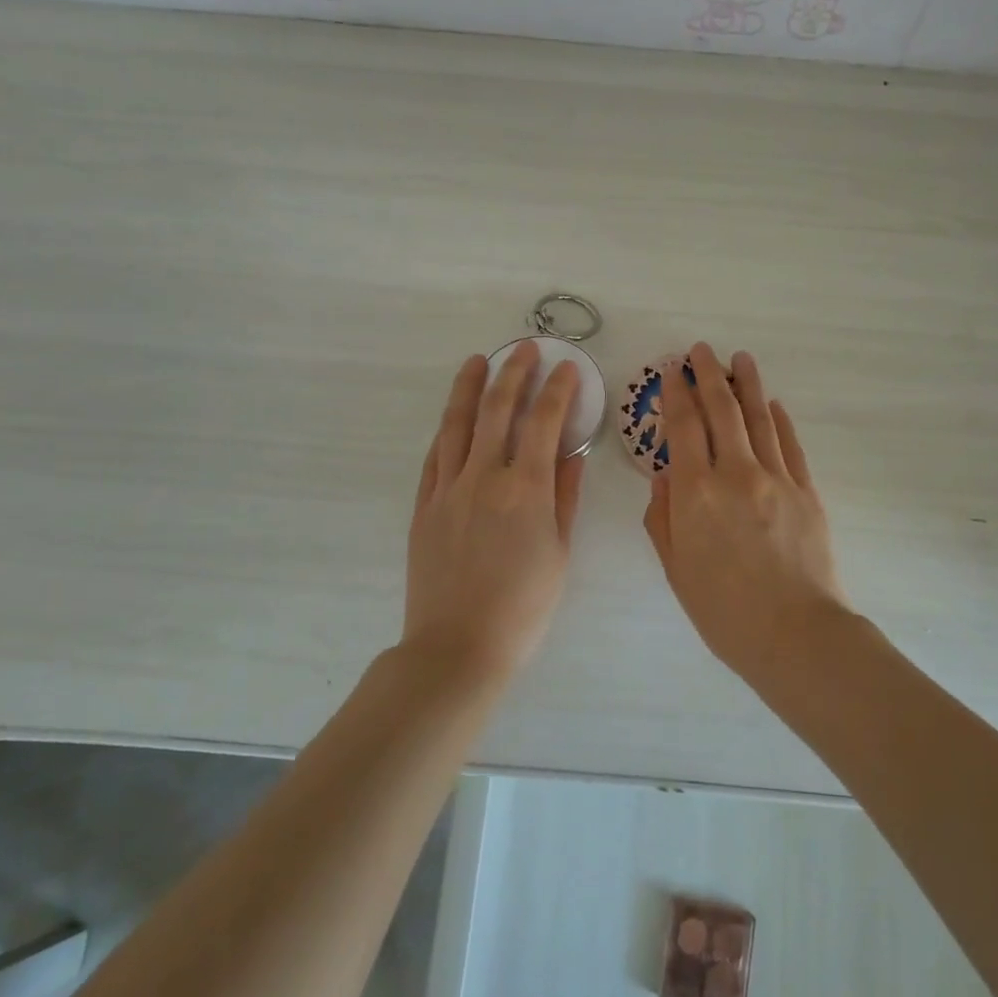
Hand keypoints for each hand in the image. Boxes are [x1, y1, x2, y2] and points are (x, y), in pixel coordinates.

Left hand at [404, 343, 584, 678]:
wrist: (457, 647)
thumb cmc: (523, 607)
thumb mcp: (559, 553)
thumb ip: (565, 497)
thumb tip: (573, 453)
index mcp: (527, 489)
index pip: (545, 422)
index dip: (558, 390)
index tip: (568, 368)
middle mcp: (485, 477)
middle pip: (498, 409)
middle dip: (515, 372)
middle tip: (526, 349)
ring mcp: (448, 488)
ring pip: (458, 424)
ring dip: (470, 387)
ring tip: (479, 360)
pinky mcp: (424, 505)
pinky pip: (435, 456)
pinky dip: (447, 429)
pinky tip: (453, 417)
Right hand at [643, 344, 847, 679]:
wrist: (796, 636)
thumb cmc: (724, 611)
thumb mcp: (676, 569)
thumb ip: (663, 518)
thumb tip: (665, 476)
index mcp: (696, 493)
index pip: (684, 428)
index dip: (677, 394)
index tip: (672, 370)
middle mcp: (735, 473)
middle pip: (722, 411)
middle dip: (709, 375)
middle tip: (701, 350)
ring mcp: (776, 478)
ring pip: (759, 418)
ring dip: (748, 384)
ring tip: (740, 358)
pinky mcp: (807, 491)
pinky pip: (791, 446)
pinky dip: (780, 420)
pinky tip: (773, 404)